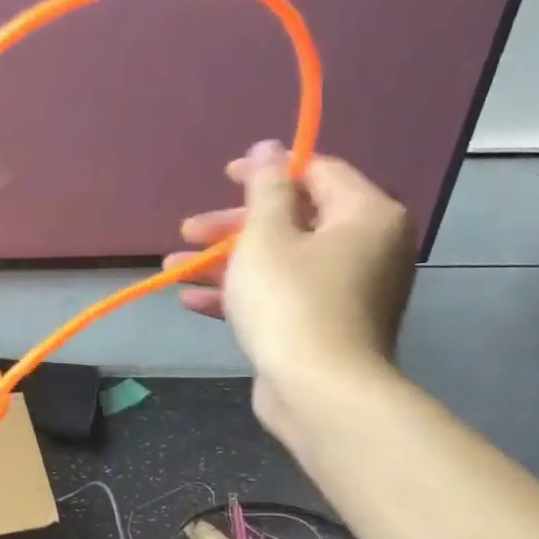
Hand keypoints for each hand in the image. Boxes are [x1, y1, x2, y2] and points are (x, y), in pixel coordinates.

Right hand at [165, 140, 414, 440]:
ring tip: (173, 267)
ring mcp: (346, 291)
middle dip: (232, 227)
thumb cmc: (291, 301)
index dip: (267, 170)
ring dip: (225, 263)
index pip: (317, 172)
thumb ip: (265, 189)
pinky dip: (241, 295)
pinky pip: (281, 297)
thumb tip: (270, 147)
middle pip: (292, 220)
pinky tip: (192, 299)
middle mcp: (366, 248)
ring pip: (279, 262)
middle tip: (188, 230)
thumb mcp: (266, 236)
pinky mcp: (324, 326)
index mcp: (365, 215)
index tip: (225, 176)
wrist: (319, 391)